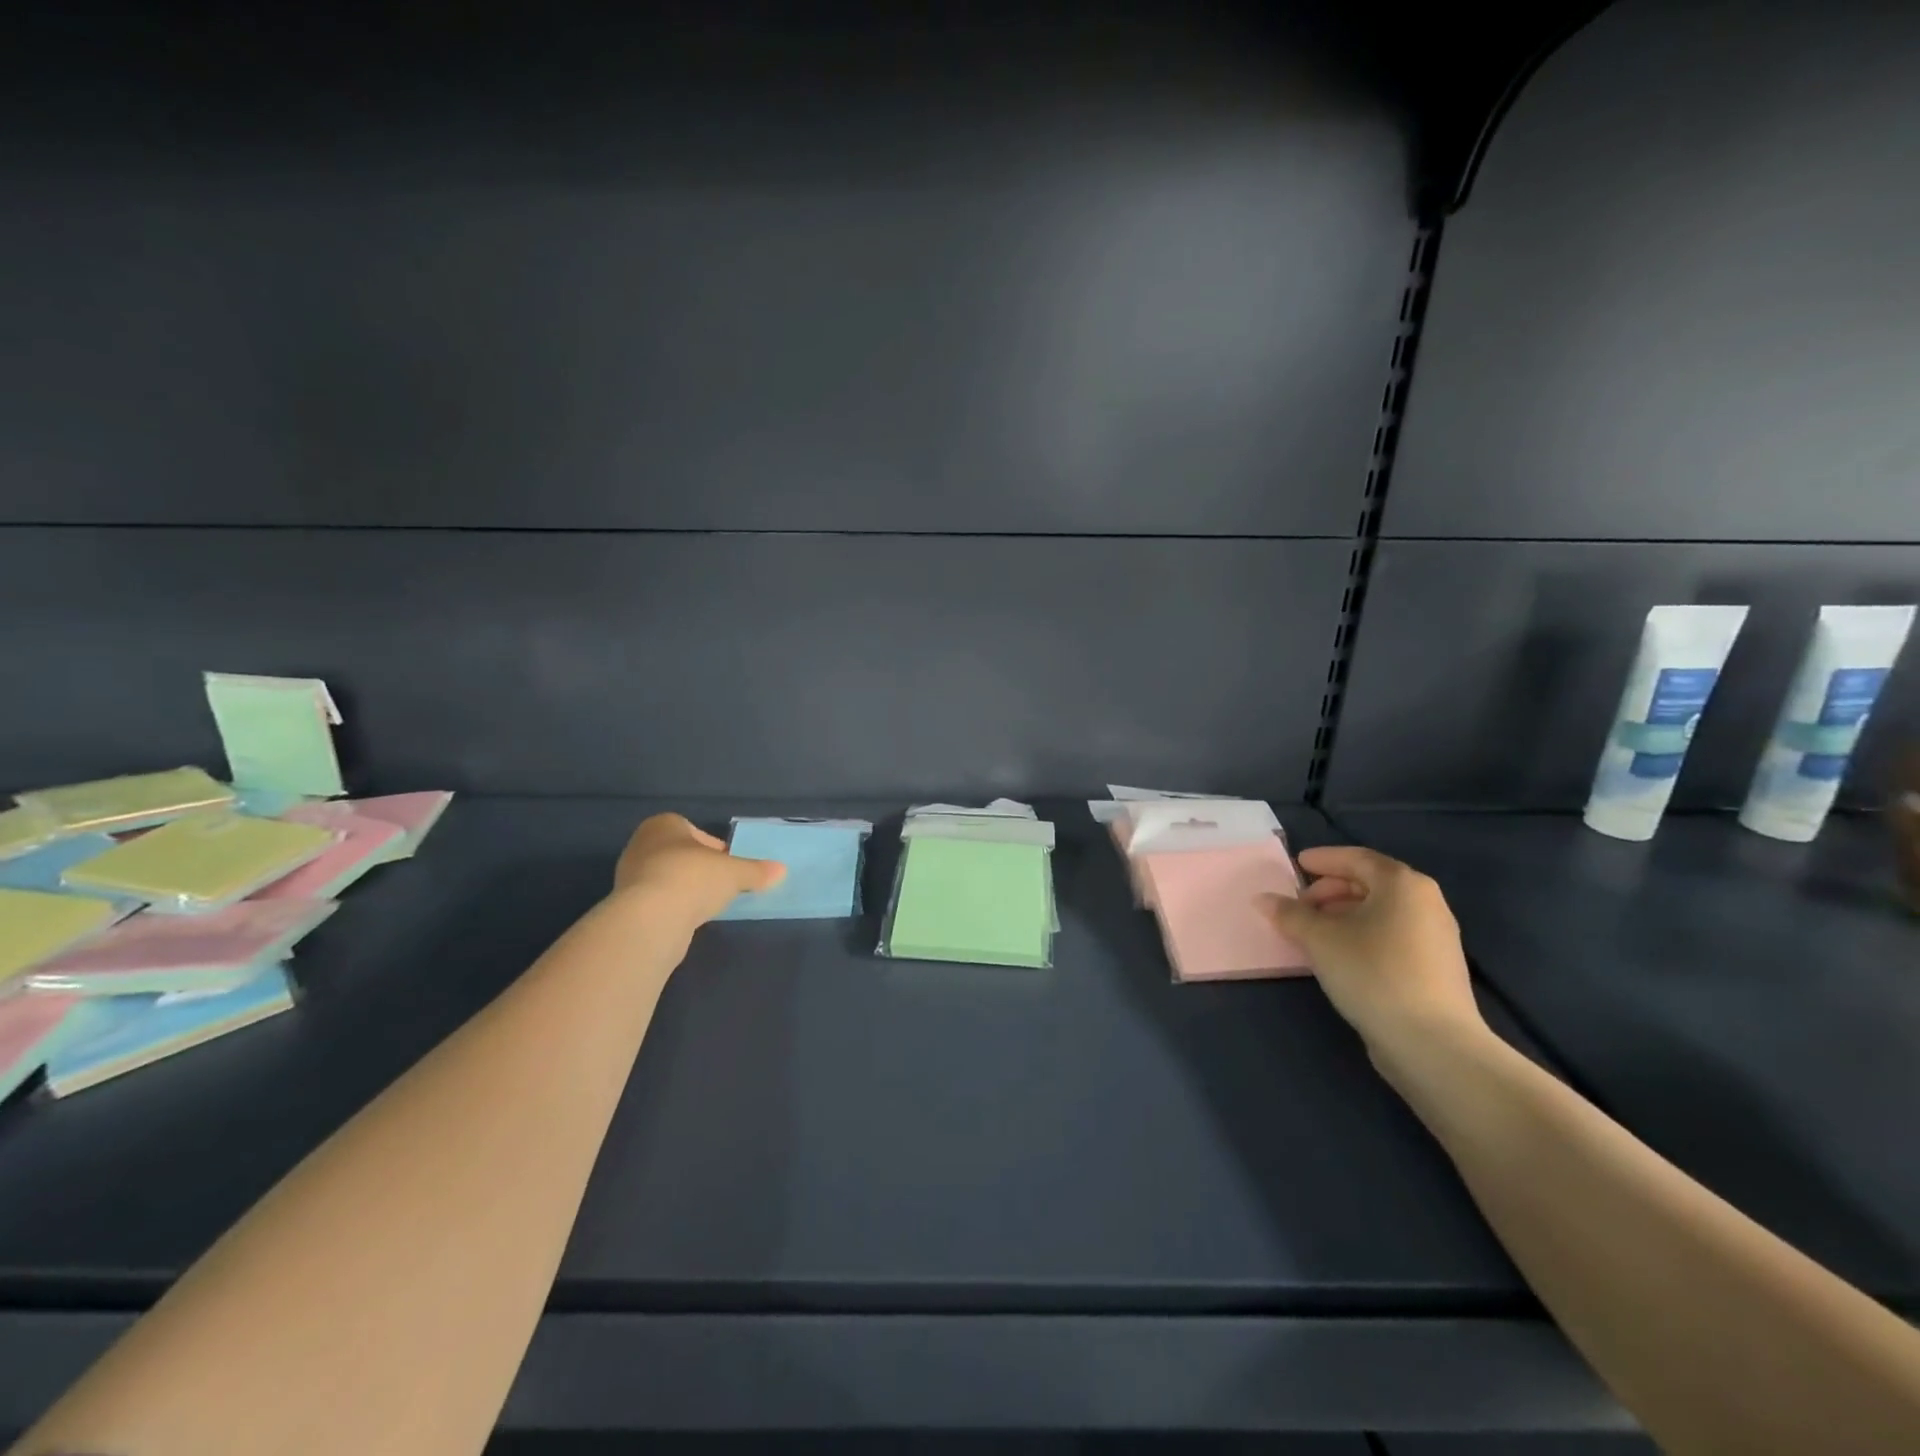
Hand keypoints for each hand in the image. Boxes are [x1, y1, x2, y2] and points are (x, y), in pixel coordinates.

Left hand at [612, 814, 785, 926]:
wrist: (651, 919)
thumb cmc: (693, 877)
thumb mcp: (735, 872)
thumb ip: (756, 870)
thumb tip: (781, 870)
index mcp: (663, 825)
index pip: (692, 830)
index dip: (714, 847)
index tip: (728, 864)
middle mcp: (642, 845)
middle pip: (680, 854)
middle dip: (700, 868)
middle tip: (722, 884)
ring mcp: (630, 877)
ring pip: (668, 878)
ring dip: (687, 889)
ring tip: (708, 905)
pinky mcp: (627, 907)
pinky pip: (658, 901)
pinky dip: (674, 908)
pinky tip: (689, 919)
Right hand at [1262, 846, 1486, 1073]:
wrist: (1432, 1043)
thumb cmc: (1372, 972)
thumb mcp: (1319, 939)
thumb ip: (1289, 914)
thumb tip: (1263, 899)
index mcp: (1402, 884)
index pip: (1357, 858)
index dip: (1323, 859)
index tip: (1296, 865)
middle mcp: (1426, 902)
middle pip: (1370, 883)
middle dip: (1330, 890)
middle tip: (1300, 905)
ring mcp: (1436, 937)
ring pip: (1380, 912)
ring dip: (1343, 915)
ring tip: (1313, 932)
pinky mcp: (1435, 968)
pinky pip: (1391, 935)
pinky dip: (1362, 934)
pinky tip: (1339, 956)